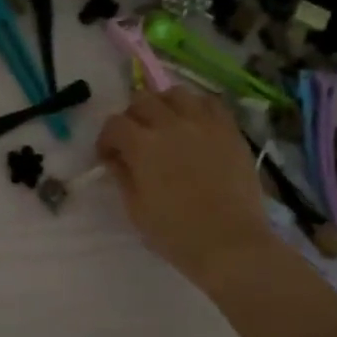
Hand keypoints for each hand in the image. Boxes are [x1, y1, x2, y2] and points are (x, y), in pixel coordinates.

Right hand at [95, 87, 273, 286]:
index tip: (108, 156)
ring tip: (166, 125)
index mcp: (142, 146)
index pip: (114, 124)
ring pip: (176, 93)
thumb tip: (116, 158)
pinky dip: (196, 107)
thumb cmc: (176, 233)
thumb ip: (123, 176)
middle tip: (135, 138)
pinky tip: (194, 124)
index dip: (106, 139)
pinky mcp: (230, 130)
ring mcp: (204, 123)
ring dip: (163, 105)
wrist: (230, 243)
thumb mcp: (136, 209)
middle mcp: (171, 124)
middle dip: (132, 117)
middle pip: (142, 99)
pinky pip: (210, 102)